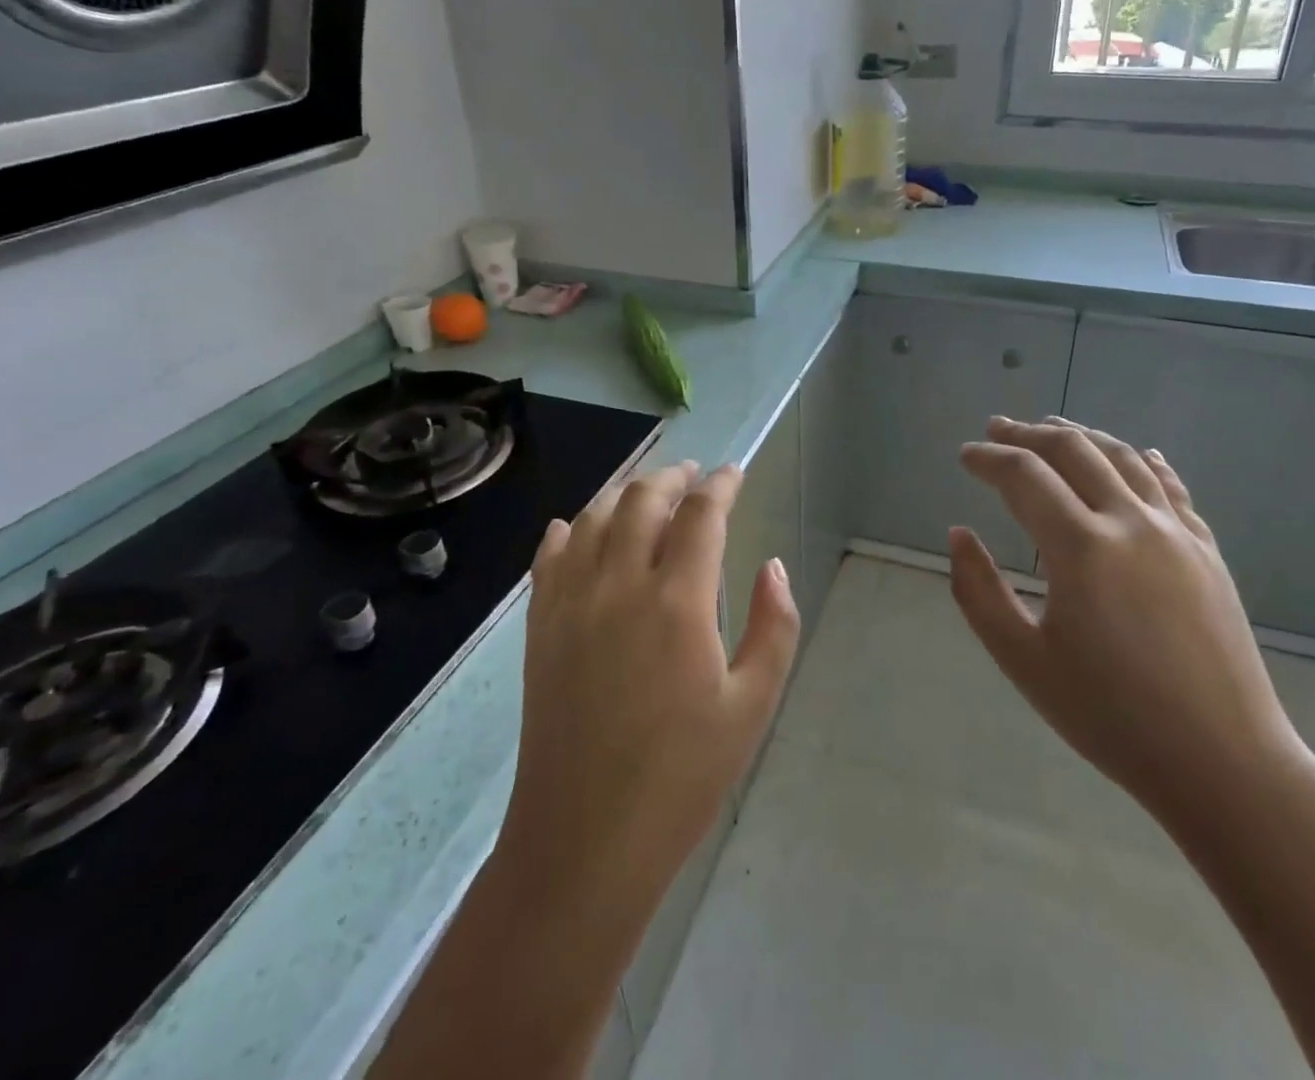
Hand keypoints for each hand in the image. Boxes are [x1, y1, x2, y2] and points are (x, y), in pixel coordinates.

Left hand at [497, 462, 800, 912]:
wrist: (584, 842)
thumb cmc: (682, 777)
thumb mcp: (752, 705)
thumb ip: (774, 626)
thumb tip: (772, 567)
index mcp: (677, 601)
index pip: (700, 515)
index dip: (720, 485)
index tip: (734, 473)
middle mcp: (619, 585)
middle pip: (642, 501)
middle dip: (671, 478)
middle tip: (692, 474)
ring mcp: (571, 604)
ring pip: (592, 518)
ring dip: (622, 493)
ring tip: (645, 491)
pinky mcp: (540, 629)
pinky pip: (549, 558)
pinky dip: (566, 530)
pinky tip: (574, 526)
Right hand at [951, 416, 1312, 827]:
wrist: (1224, 763)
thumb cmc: (1111, 717)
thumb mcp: (1023, 661)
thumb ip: (978, 592)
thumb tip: (958, 534)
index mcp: (1081, 548)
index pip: (1024, 476)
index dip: (988, 458)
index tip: (965, 455)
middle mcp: (1130, 522)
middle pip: (1073, 451)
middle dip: (1028, 434)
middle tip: (997, 429)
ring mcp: (1176, 533)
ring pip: (1123, 458)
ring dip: (1082, 435)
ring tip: (1053, 428)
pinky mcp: (1207, 551)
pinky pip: (1171, 487)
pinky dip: (1142, 462)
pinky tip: (1135, 455)